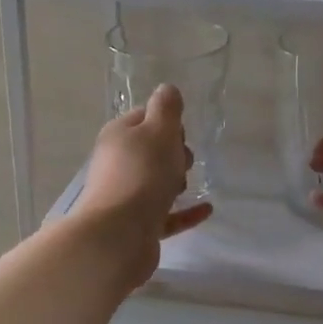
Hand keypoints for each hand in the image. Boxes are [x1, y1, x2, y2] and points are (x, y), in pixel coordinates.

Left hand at [74, 83, 213, 289]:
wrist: (119, 234)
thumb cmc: (143, 174)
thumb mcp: (159, 130)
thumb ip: (167, 108)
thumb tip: (167, 89)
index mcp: (118, 135)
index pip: (144, 117)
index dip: (167, 121)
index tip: (182, 133)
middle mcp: (116, 163)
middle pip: (150, 150)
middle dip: (174, 153)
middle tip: (184, 160)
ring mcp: (125, 196)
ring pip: (156, 182)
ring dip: (176, 182)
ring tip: (187, 186)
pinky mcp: (136, 226)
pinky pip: (165, 214)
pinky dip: (184, 212)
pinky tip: (206, 210)